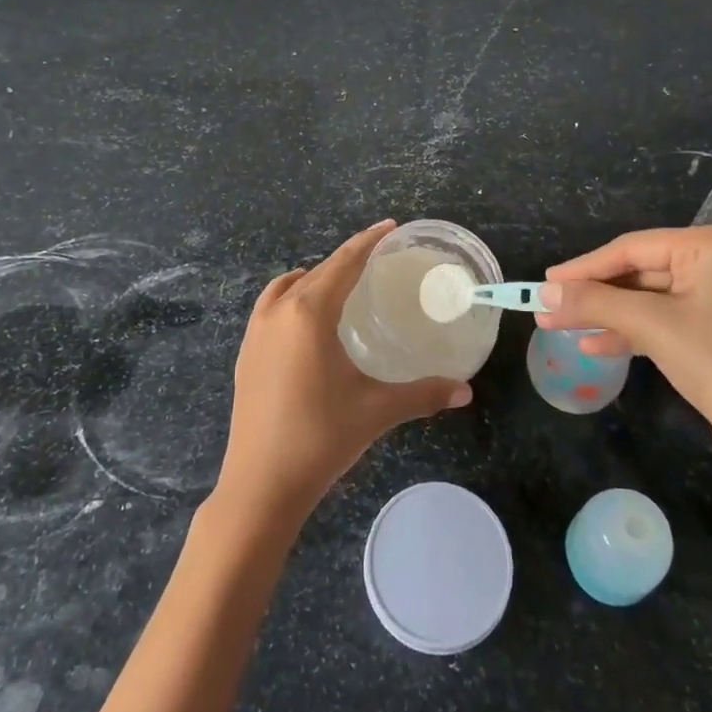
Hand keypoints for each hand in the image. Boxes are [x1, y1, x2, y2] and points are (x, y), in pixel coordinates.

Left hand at [213, 220, 472, 528]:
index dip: (367, 241)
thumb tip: (465, 390)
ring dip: (314, 278)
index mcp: (309, 313)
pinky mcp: (246, 353)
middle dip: (346, 260)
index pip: (343, 263)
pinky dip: (292, 298)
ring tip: (341, 287)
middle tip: (375, 259)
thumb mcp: (377, 410)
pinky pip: (271, 307)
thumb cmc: (320, 438)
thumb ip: (423, 394)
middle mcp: (278, 311)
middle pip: (316, 272)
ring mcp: (256, 332)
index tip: (388, 226)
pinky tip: (308, 324)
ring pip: (287, 286)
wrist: (259, 485)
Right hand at [537, 226, 711, 486]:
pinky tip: (593, 344)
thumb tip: (541, 293)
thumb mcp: (652, 327)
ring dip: (606, 314)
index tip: (545, 281)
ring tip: (559, 326)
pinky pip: (665, 319)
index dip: (585, 266)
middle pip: (641, 272)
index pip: (634, 248)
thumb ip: (594, 303)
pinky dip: (631, 331)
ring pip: (649, 298)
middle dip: (594, 294)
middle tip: (548, 305)